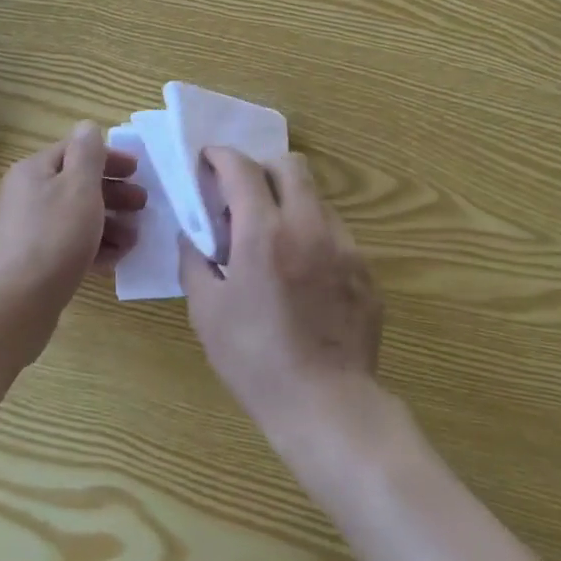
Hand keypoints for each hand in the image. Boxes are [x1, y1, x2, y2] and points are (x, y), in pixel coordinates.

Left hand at [0, 123, 144, 345]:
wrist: (13, 305)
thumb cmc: (53, 238)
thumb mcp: (79, 187)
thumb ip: (88, 153)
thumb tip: (87, 126)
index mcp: (33, 171)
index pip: (75, 151)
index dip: (109, 158)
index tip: (139, 171)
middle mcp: (24, 196)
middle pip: (75, 186)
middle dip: (113, 194)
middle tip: (143, 205)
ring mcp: (24, 232)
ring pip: (74, 219)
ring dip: (108, 224)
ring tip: (133, 240)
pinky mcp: (29, 264)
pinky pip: (66, 246)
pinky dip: (91, 248)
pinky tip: (114, 261)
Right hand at [179, 148, 382, 443]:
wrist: (326, 405)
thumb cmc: (255, 360)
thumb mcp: (206, 312)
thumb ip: (195, 261)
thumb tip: (194, 235)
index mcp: (264, 232)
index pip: (242, 168)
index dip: (221, 156)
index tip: (209, 162)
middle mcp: (308, 226)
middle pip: (290, 165)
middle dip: (261, 168)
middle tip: (243, 196)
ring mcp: (344, 246)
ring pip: (316, 197)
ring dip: (290, 202)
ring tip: (274, 240)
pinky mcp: (365, 270)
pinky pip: (336, 233)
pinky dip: (313, 235)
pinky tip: (303, 274)